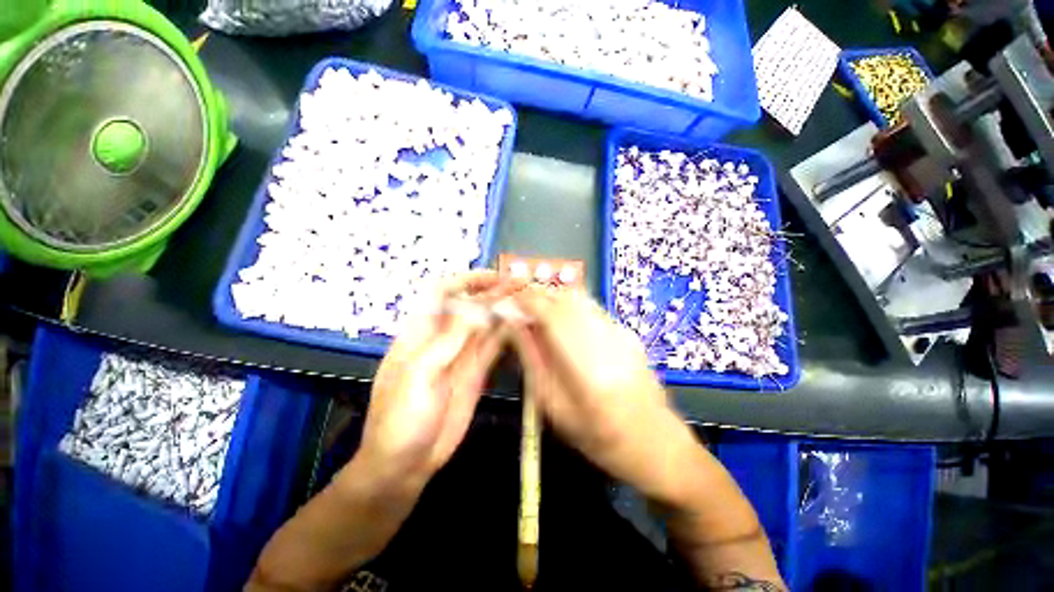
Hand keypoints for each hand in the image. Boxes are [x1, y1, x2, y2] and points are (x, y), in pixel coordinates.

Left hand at [353, 271, 508, 494]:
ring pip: (485, 325)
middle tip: (521, 284)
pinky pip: (493, 347)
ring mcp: (462, 356)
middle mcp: (443, 338)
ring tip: (527, 298)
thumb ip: (450, 339)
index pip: (444, 292)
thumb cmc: (401, 418)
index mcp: (420, 332)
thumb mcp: (421, 374)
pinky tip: (521, 325)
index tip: (494, 276)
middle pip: (470, 306)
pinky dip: (507, 334)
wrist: (404, 464)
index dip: (467, 280)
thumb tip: (476, 306)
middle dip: (493, 292)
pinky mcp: (476, 373)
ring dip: (504, 311)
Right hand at [508, 286, 703, 506]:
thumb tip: (514, 325)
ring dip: (551, 298)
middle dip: (535, 294)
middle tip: (515, 305)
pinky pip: (589, 307)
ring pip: (578, 298)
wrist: (657, 443)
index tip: (505, 302)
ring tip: (532, 311)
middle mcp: (607, 338)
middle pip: (565, 298)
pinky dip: (567, 306)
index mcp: (587, 366)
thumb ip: (532, 361)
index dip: (525, 300)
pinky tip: (558, 320)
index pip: (551, 314)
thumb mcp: (555, 408)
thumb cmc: (600, 438)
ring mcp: (621, 331)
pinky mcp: (626, 330)